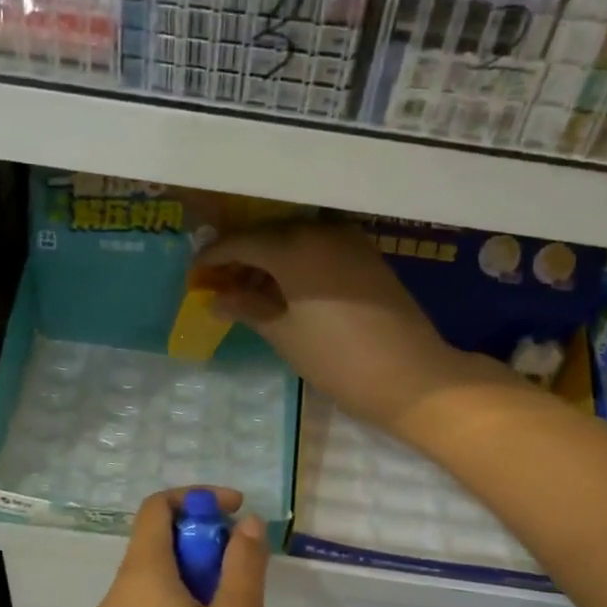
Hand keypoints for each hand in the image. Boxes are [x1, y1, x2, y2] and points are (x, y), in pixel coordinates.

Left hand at [95, 489, 269, 606]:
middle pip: (155, 543)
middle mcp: (116, 598)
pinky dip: (181, 604)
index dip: (197, 498)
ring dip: (196, 576)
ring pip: (155, 580)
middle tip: (244, 572)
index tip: (239, 512)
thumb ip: (243, 564)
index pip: (156, 508)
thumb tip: (244, 523)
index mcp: (139, 578)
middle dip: (203, 541)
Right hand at [193, 221, 513, 438]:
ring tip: (248, 292)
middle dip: (240, 258)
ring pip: (296, 241)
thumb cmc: (338, 359)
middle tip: (218, 285)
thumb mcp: (284, 334)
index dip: (213, 258)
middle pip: (268, 236)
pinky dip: (297, 264)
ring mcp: (349, 241)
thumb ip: (247, 308)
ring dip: (269, 261)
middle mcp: (321, 231)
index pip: (241, 243)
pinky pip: (320, 249)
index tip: (194, 276)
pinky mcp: (367, 256)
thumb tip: (215, 300)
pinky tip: (286, 290)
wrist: (412, 375)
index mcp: (294, 246)